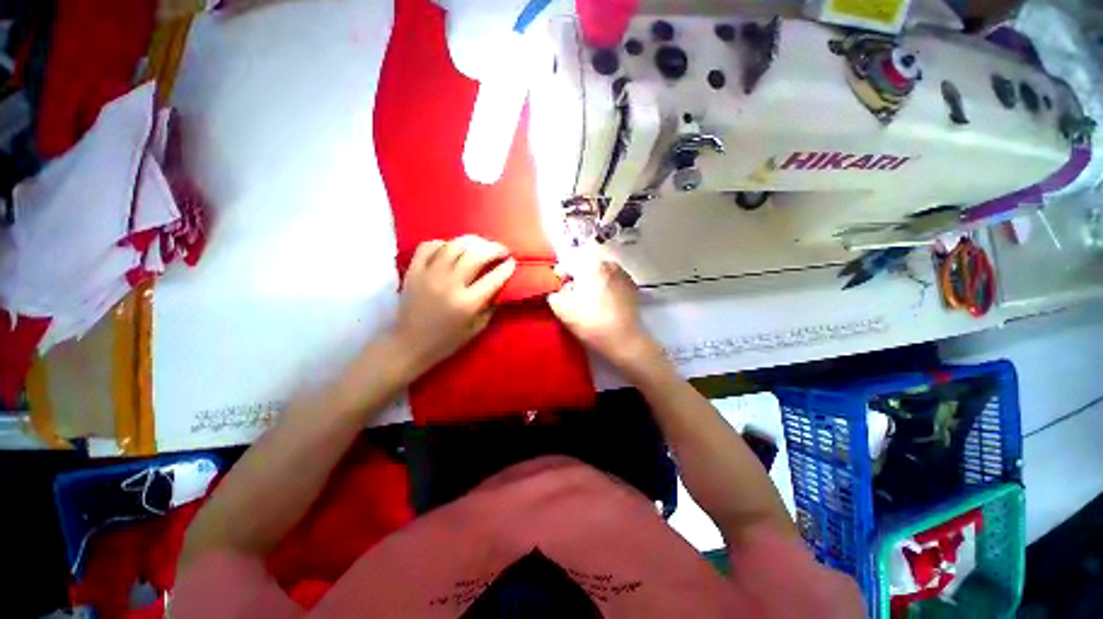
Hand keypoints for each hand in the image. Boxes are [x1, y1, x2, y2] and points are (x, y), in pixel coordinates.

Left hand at [392, 236, 515, 376]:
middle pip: (476, 255)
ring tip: (480, 245)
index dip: (507, 267)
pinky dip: (443, 243)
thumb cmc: (447, 341)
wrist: (409, 344)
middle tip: (501, 250)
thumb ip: (490, 306)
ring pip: (454, 245)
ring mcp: (429, 275)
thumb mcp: (477, 329)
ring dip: (472, 241)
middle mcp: (449, 285)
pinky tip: (451, 248)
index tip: (512, 262)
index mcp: (467, 303)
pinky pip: (429, 246)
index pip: (494, 278)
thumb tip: (500, 286)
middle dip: (494, 249)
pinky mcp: (413, 271)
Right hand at [548, 259, 660, 371]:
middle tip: (573, 298)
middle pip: (584, 267)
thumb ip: (553, 291)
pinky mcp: (632, 286)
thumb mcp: (561, 308)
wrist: (623, 340)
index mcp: (590, 264)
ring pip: (599, 274)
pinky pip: (612, 282)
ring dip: (592, 284)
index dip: (559, 278)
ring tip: (590, 303)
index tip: (559, 292)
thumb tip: (558, 287)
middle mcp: (608, 263)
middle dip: (577, 280)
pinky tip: (604, 305)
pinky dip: (606, 289)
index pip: (566, 264)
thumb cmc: (590, 322)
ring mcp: (623, 274)